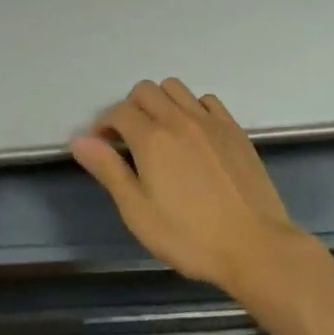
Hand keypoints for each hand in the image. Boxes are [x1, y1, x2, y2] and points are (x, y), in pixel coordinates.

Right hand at [70, 79, 310, 299]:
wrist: (255, 246)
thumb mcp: (138, 212)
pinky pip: (206, 100)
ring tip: (160, 132)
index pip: (118, 112)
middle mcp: (179, 119)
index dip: (103, 125)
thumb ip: (109, 170)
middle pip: (145, 90)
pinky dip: (192, 107)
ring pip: (175, 88)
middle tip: (128, 140)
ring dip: (160, 102)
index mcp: (152, 139)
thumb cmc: (190, 237)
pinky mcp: (234, 129)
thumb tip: (79, 140)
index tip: (101, 146)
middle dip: (129, 108)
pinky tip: (193, 134)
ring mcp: (210, 121)